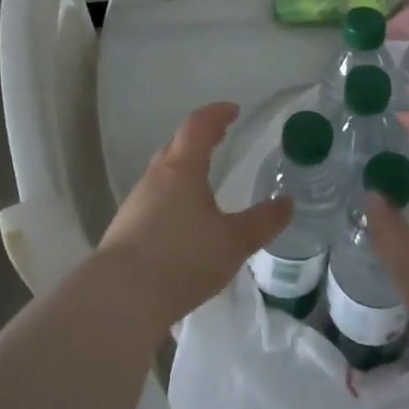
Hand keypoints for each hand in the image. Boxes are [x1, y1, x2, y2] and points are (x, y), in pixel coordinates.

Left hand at [99, 102, 292, 329]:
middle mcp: (155, 178)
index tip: (233, 110)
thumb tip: (287, 203)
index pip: (198, 126)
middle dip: (199, 139)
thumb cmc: (182, 258)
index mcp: (182, 169)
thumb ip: (263, 222)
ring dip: (183, 170)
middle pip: (176, 146)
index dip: (216, 114)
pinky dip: (171, 198)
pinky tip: (181, 223)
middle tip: (219, 140)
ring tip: (203, 183)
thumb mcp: (233, 242)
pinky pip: (153, 201)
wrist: (120, 298)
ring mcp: (135, 203)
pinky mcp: (124, 229)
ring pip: (162, 175)